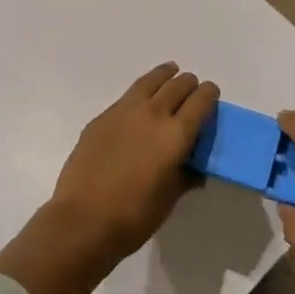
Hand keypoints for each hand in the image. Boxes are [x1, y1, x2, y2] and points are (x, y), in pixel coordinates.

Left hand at [47, 63, 218, 262]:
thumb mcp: (169, 198)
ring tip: (169, 73)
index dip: (209, 94)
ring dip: (164, 76)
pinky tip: (139, 104)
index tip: (211, 94)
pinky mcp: (102, 118)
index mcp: (176, 134)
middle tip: (192, 90)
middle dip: (189, 84)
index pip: (200, 101)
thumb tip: (195, 169)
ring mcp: (124, 112)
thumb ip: (185, 176)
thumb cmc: (134, 216)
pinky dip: (140, 94)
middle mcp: (153, 114)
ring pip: (150, 81)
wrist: (83, 219)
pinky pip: (127, 97)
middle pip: (177, 85)